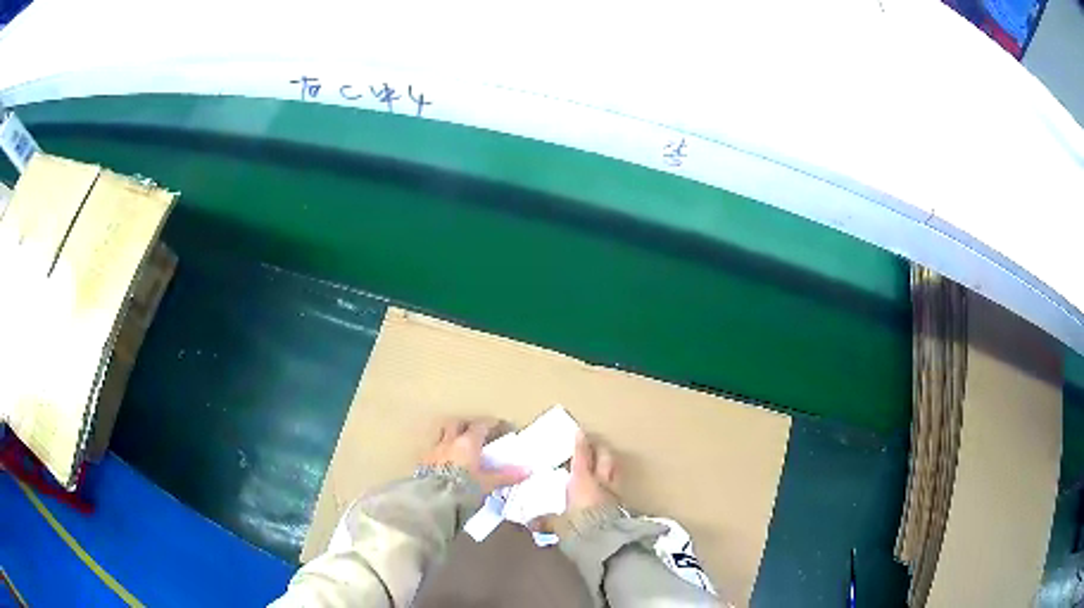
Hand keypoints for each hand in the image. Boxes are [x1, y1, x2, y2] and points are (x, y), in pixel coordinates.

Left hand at [422, 417, 526, 493]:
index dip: (490, 425)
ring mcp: (433, 451)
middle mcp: (449, 442)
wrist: (433, 499)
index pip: (480, 426)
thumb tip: (528, 470)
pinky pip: (433, 452)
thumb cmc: (464, 488)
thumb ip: (506, 476)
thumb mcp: (487, 484)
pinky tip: (444, 464)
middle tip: (474, 433)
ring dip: (449, 438)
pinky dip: (440, 454)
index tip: (499, 427)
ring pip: (442, 436)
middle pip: (456, 424)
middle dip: (465, 426)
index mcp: (467, 443)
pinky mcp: (422, 463)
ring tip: (457, 448)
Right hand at [529, 431, 619, 534]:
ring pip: (615, 472)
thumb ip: (547, 522)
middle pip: (606, 458)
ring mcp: (615, 494)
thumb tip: (532, 523)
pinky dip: (612, 485)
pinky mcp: (623, 507)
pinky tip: (607, 491)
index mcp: (583, 481)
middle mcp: (601, 483)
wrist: (607, 543)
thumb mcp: (558, 526)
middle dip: (601, 449)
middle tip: (595, 445)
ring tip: (604, 465)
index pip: (582, 456)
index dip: (580, 444)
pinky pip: (617, 489)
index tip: (580, 432)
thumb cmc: (578, 528)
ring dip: (610, 466)